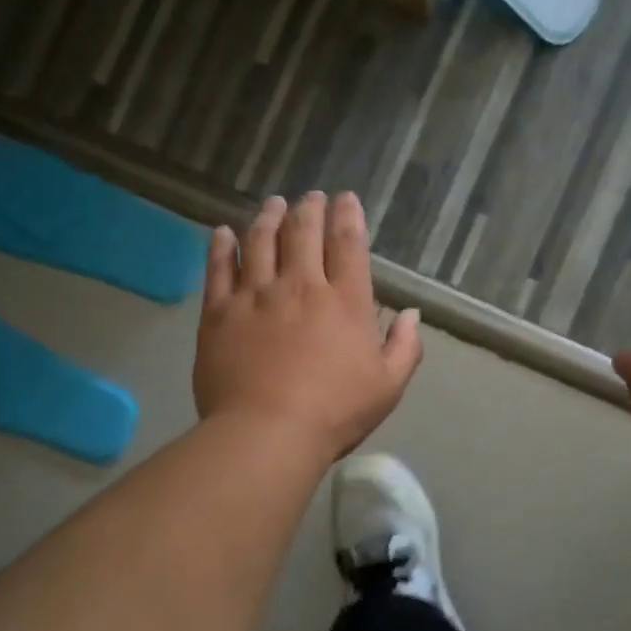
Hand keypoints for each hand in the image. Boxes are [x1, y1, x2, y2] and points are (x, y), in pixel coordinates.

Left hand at [194, 191, 422, 462]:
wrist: (267, 433)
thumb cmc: (335, 412)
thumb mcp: (388, 386)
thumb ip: (404, 347)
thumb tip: (412, 314)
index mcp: (344, 301)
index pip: (348, 244)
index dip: (348, 216)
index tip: (346, 199)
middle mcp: (300, 285)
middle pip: (303, 232)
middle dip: (309, 209)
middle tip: (311, 197)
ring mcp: (255, 295)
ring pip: (260, 241)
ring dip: (268, 217)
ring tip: (273, 204)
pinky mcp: (219, 312)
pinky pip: (218, 268)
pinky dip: (222, 246)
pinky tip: (223, 233)